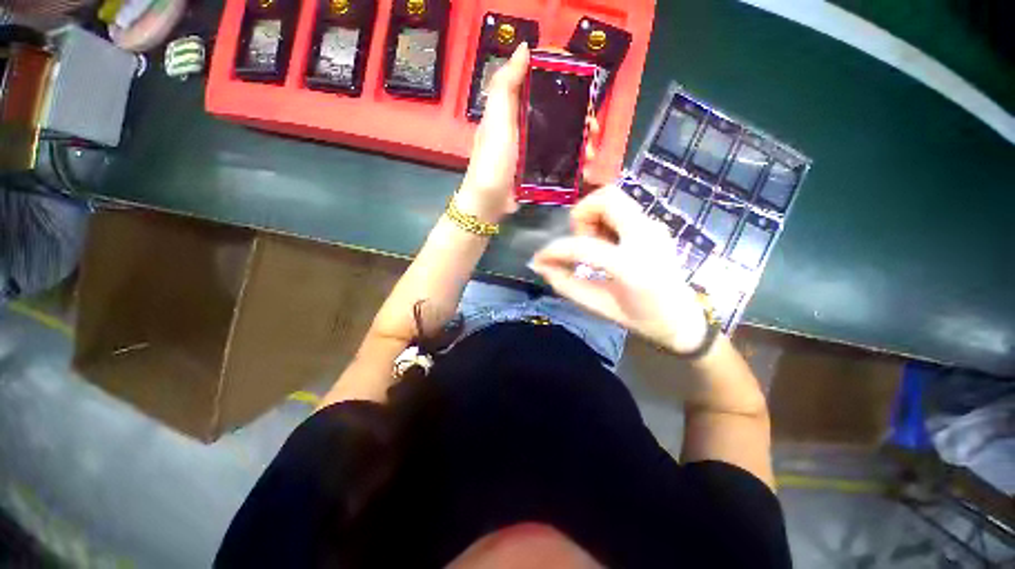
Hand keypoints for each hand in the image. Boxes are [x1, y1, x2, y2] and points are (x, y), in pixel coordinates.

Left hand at [458, 44, 601, 222]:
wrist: (489, 202)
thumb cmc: (492, 160)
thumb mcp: (496, 121)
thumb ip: (506, 86)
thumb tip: (524, 48)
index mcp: (515, 109)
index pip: (540, 82)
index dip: (561, 75)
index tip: (581, 77)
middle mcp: (526, 125)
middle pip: (559, 111)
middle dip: (580, 115)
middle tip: (592, 126)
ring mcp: (534, 149)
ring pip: (564, 137)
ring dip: (582, 141)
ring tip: (590, 153)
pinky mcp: (539, 169)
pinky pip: (562, 160)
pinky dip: (576, 163)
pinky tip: (585, 168)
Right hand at [529, 185, 710, 354]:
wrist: (683, 318)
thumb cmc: (641, 318)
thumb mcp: (598, 306)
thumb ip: (566, 285)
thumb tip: (541, 266)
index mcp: (632, 267)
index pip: (583, 246)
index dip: (554, 250)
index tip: (540, 258)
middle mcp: (647, 237)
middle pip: (606, 198)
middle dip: (581, 215)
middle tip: (580, 241)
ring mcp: (655, 227)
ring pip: (614, 199)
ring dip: (593, 217)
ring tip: (594, 245)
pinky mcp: (655, 225)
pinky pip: (622, 210)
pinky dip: (605, 221)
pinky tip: (607, 245)